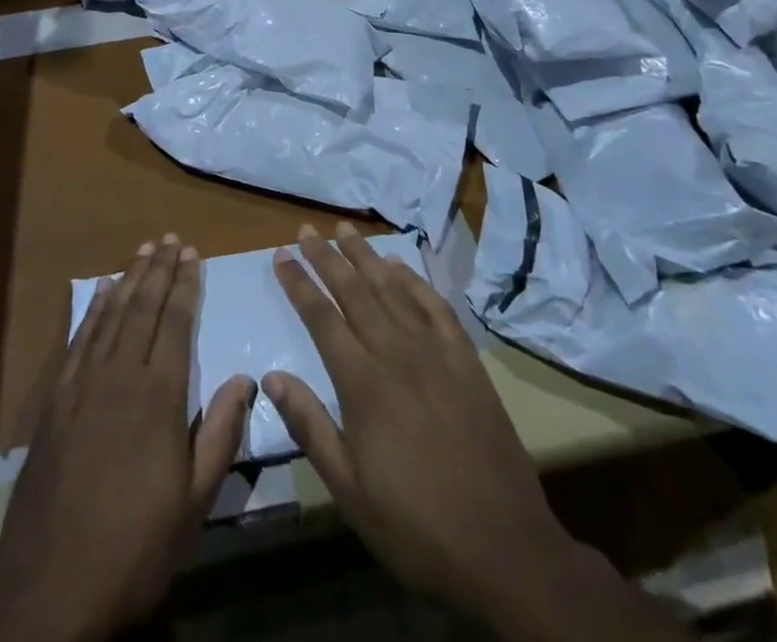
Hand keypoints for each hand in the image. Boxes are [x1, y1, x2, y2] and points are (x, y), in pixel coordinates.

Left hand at [0, 236, 252, 641]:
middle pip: (143, 308)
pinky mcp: (56, 400)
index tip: (193, 254)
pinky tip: (100, 292)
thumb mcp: (195, 502)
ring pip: (111, 316)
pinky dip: (93, 310)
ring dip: (128, 278)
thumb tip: (246, 378)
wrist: (51, 586)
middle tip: (170, 238)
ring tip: (142, 250)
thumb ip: (220, 434)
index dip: (186, 285)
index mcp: (159, 396)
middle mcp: (121, 376)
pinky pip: (79, 340)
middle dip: (159, 269)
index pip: (177, 324)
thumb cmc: (136, 546)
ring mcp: (83, 385)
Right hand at [266, 223, 683, 641]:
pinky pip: (435, 306)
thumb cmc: (416, 525)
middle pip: (354, 291)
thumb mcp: (349, 490)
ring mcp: (436, 352)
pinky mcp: (466, 360)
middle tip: (307, 228)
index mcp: (363, 383)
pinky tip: (400, 265)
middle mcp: (396, 353)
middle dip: (326, 257)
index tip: (281, 254)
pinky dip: (414, 280)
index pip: (321, 318)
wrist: (504, 547)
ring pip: (392, 289)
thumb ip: (309, 427)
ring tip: (346, 230)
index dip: (299, 284)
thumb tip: (272, 377)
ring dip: (366, 256)